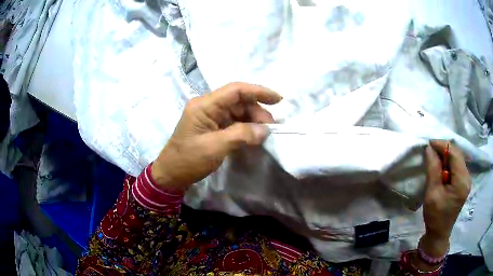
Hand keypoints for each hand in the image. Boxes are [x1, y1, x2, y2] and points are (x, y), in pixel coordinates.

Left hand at [151, 82, 281, 191]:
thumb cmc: (188, 160)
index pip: (235, 90)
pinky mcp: (211, 126)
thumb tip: (265, 130)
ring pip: (237, 111)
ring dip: (252, 120)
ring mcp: (209, 116)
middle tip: (270, 128)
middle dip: (256, 111)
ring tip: (263, 133)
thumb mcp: (215, 147)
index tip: (278, 100)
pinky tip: (253, 135)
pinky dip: (244, 127)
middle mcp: (207, 106)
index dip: (258, 92)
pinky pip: (232, 121)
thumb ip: (241, 135)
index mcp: (204, 105)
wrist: (171, 174)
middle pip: (238, 101)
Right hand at [421, 140, 470, 255]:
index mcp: (462, 180)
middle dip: (443, 149)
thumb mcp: (432, 193)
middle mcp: (467, 177)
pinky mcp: (463, 183)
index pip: (454, 153)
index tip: (429, 144)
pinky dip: (447, 163)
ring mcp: (466, 180)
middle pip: (457, 154)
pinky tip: (440, 168)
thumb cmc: (435, 216)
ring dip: (445, 156)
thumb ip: (433, 169)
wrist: (439, 234)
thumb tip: (429, 148)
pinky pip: (456, 166)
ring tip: (433, 159)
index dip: (442, 145)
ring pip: (456, 159)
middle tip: (430, 151)